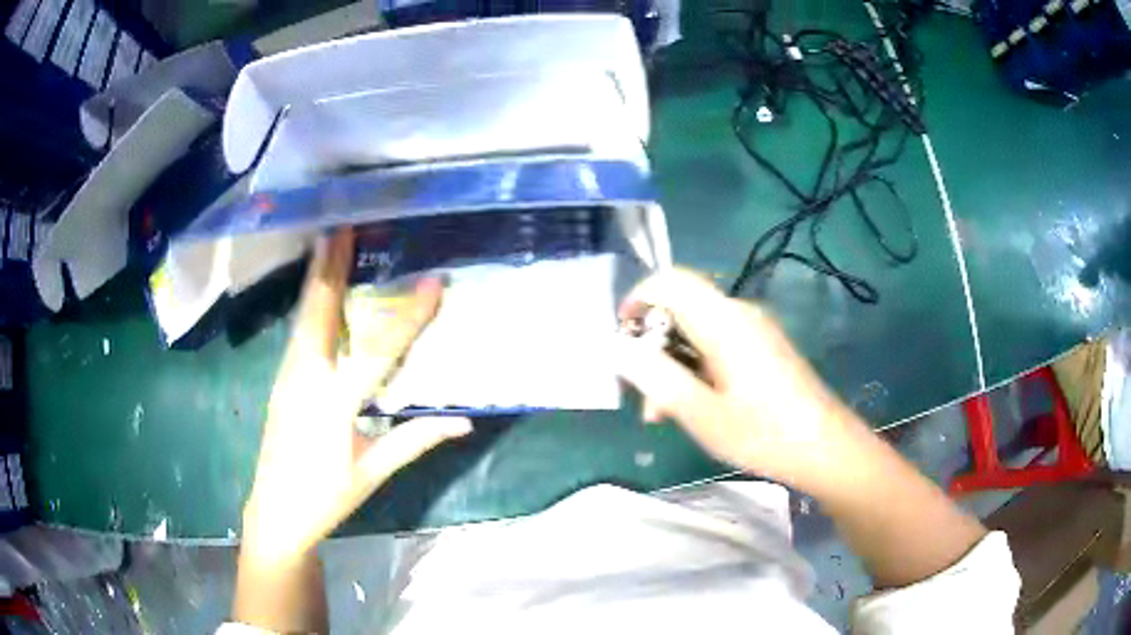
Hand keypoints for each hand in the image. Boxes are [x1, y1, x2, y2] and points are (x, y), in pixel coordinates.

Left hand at [242, 228, 470, 562]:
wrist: (276, 512)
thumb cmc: (326, 497)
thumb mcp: (373, 472)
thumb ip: (415, 440)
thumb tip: (464, 421)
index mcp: (333, 404)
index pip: (378, 352)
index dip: (409, 317)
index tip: (433, 283)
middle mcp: (305, 379)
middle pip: (320, 311)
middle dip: (333, 266)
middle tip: (345, 226)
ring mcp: (287, 376)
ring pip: (303, 315)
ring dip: (318, 277)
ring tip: (330, 243)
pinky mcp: (280, 380)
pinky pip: (298, 330)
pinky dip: (310, 302)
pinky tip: (316, 289)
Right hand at [614, 268, 857, 487]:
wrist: (826, 448)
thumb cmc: (764, 434)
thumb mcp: (702, 414)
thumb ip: (656, 378)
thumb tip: (620, 349)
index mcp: (725, 321)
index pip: (670, 281)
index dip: (637, 300)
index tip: (620, 340)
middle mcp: (740, 314)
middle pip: (681, 308)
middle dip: (652, 345)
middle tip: (642, 394)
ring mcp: (755, 330)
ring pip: (697, 330)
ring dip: (672, 363)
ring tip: (662, 413)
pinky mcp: (763, 347)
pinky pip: (717, 343)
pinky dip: (695, 367)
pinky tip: (694, 405)